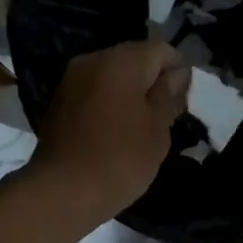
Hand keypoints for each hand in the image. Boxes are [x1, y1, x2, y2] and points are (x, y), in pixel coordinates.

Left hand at [27, 40, 189, 223]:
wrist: (63, 192)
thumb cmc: (120, 160)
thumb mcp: (157, 130)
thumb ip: (169, 96)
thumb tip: (177, 74)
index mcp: (121, 62)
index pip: (161, 50)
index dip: (178, 71)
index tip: (183, 102)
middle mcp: (92, 60)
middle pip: (134, 59)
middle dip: (152, 82)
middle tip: (165, 117)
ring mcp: (71, 80)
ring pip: (111, 77)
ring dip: (130, 95)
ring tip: (141, 128)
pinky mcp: (59, 102)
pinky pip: (93, 93)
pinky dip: (109, 105)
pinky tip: (116, 133)